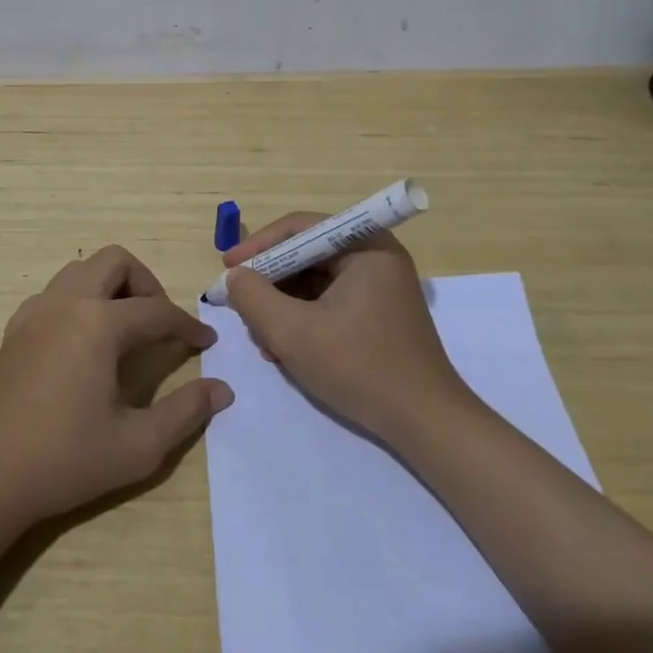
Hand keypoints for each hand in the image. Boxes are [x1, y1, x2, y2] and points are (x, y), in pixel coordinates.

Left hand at [0, 245, 231, 529]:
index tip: (207, 341)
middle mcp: (66, 304)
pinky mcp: (14, 330)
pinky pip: (55, 293)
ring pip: (81, 270)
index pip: (157, 310)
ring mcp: (34, 313)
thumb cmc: (63, 461)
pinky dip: (79, 300)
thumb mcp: (137, 446)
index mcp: (98, 324)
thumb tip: (222, 389)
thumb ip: (185, 413)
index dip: (187, 325)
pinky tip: (83, 343)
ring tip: (125, 329)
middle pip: (115, 261)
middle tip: (160, 323)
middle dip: (147, 283)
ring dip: (110, 286)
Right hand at [224, 214, 470, 445]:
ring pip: (315, 282)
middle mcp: (376, 257)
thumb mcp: (293, 332)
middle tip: (240, 305)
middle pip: (307, 254)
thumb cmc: (359, 368)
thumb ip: (254, 298)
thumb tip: (235, 277)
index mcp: (365, 246)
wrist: (425, 424)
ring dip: (283, 305)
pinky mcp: (378, 315)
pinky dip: (303, 319)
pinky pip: (329, 302)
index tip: (227, 267)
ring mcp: (380, 287)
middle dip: (270, 282)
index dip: (259, 245)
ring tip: (262, 338)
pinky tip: (284, 349)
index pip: (300, 228)